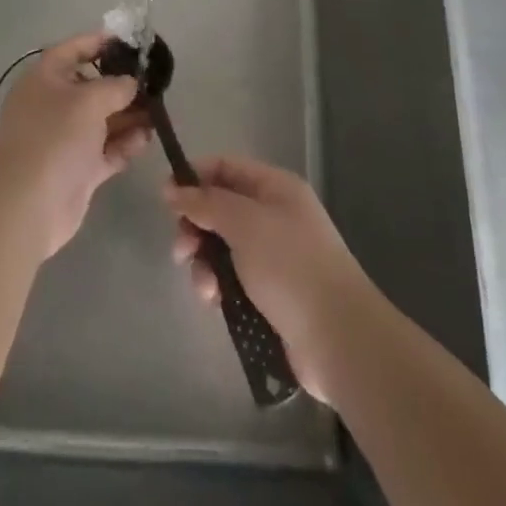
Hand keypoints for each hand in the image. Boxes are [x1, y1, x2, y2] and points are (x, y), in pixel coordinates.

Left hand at [0, 33, 152, 258]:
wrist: (27, 205)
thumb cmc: (54, 137)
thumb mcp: (88, 100)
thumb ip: (115, 86)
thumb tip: (131, 82)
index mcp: (45, 78)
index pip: (73, 49)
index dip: (100, 42)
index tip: (131, 42)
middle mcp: (53, 104)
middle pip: (92, 86)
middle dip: (123, 85)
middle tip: (156, 83)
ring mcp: (65, 138)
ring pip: (103, 119)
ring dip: (129, 115)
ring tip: (159, 112)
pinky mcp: (78, 168)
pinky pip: (106, 149)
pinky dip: (125, 143)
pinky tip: (147, 138)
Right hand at [164, 155, 376, 401]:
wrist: (339, 339)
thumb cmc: (291, 267)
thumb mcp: (244, 223)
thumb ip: (205, 203)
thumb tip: (172, 189)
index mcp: (275, 187)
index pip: (225, 167)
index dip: (193, 178)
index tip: (165, 200)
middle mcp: (275, 215)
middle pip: (220, 208)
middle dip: (196, 228)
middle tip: (182, 251)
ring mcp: (274, 255)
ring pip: (223, 247)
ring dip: (205, 263)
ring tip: (206, 288)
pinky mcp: (272, 293)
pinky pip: (233, 278)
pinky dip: (220, 286)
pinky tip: (217, 303)